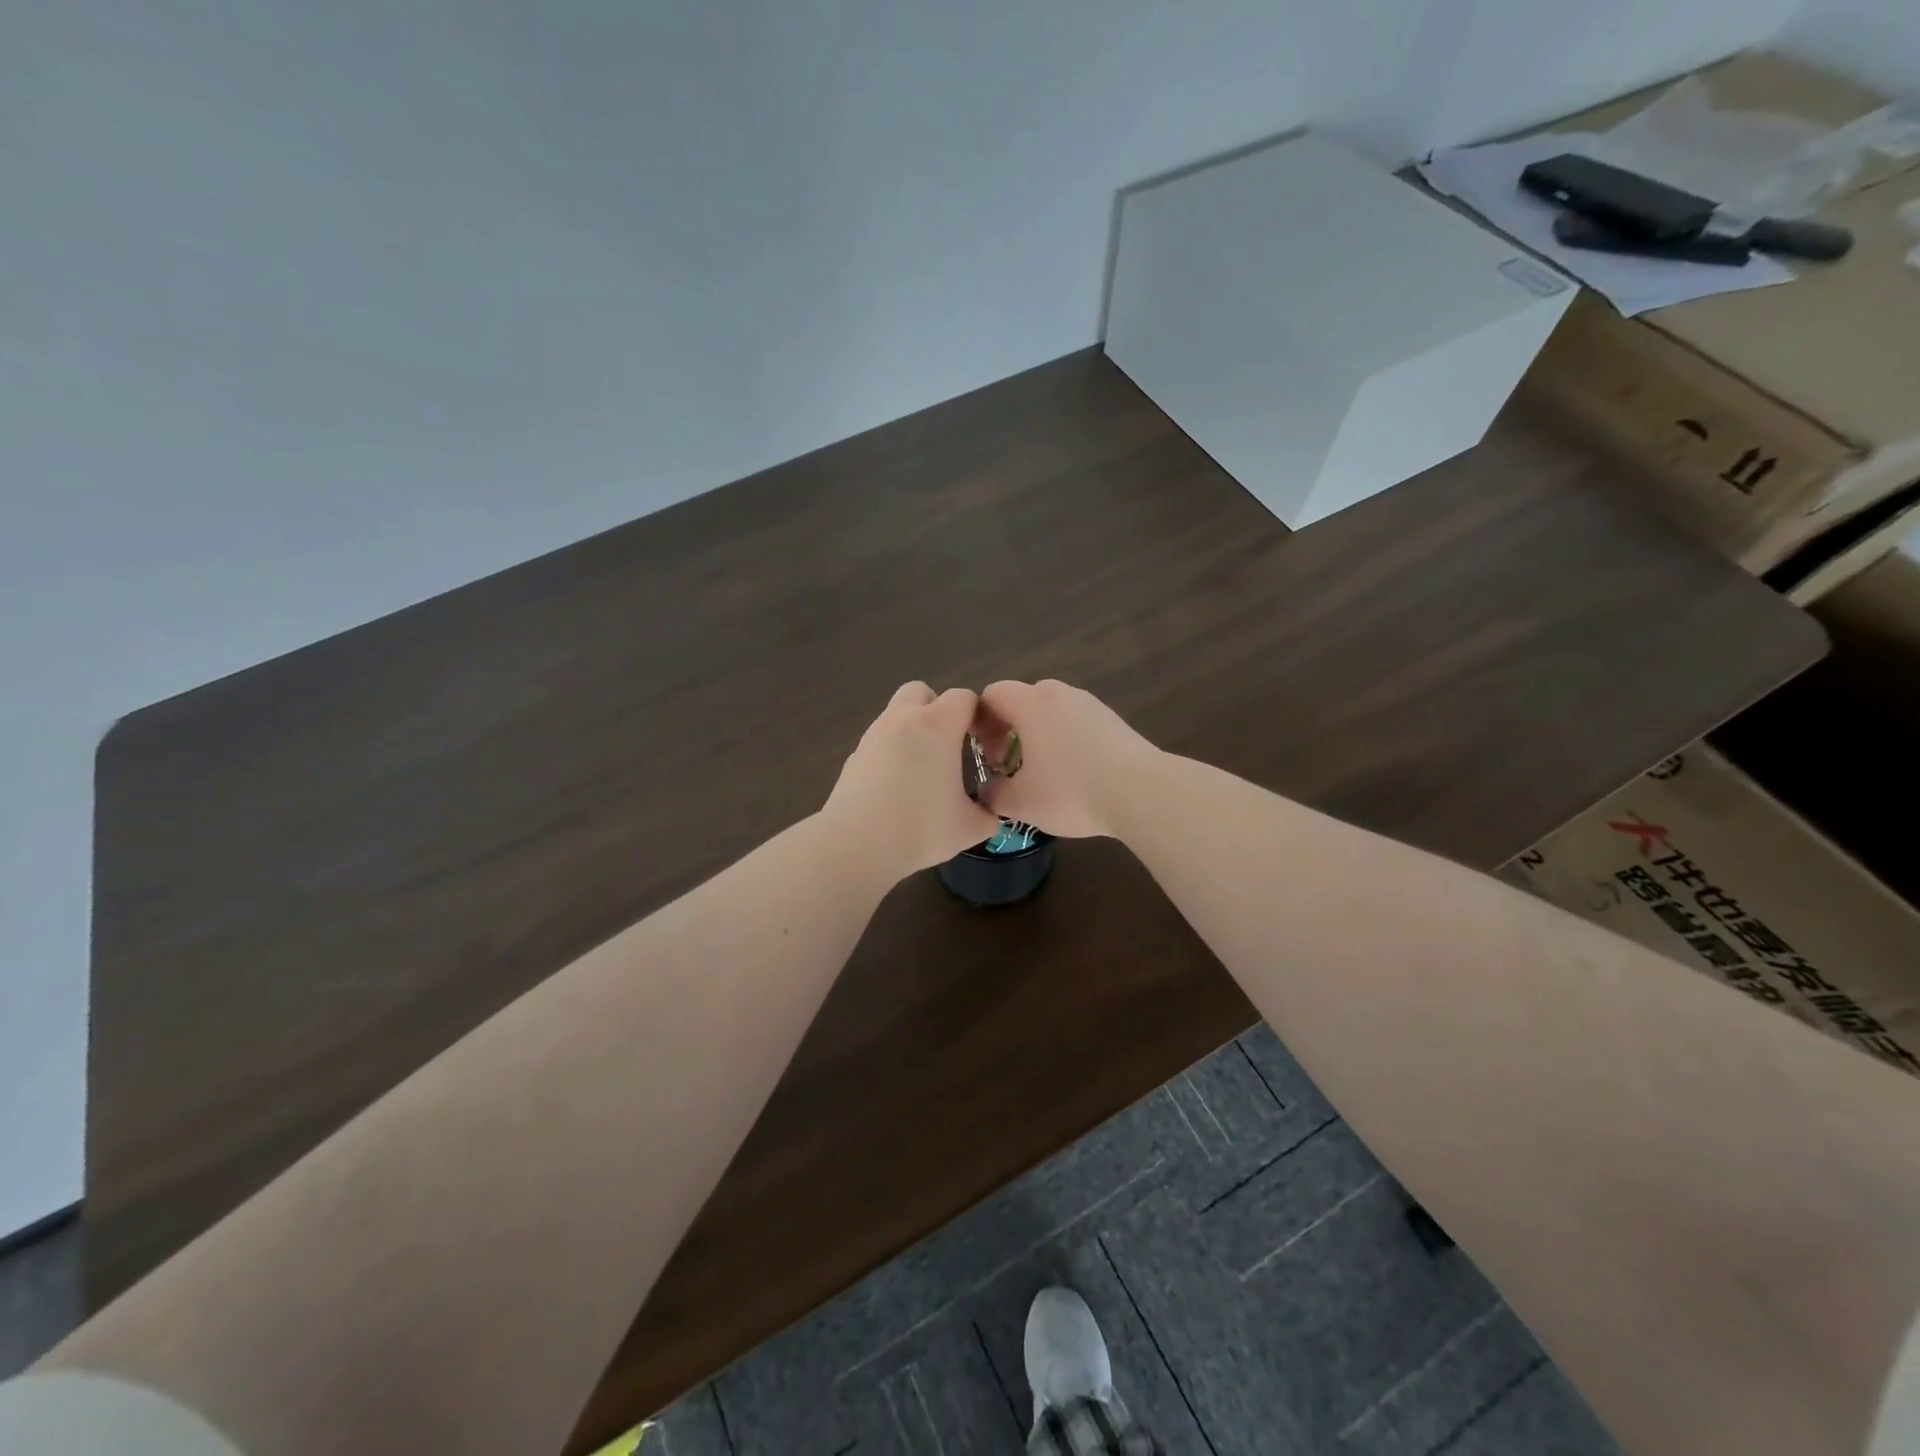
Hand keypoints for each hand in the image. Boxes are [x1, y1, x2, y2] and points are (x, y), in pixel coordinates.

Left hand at [822, 683, 1000, 879]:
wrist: (857, 845)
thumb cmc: (921, 829)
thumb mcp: (970, 828)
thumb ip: (988, 815)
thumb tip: (989, 814)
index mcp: (937, 725)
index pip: (964, 698)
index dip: (977, 715)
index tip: (983, 742)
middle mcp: (903, 719)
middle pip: (921, 691)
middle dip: (937, 709)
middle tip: (947, 745)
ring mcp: (873, 735)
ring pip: (895, 715)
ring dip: (911, 731)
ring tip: (921, 772)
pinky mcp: (853, 757)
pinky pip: (878, 742)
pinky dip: (890, 754)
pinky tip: (895, 788)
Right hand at [976, 680, 1159, 839]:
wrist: (1142, 792)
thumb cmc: (1071, 792)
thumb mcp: (1020, 803)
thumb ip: (994, 794)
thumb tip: (988, 791)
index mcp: (1030, 704)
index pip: (992, 694)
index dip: (978, 721)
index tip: (982, 754)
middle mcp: (1059, 694)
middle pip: (1022, 701)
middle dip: (1008, 730)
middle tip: (1008, 765)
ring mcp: (1090, 704)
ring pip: (1051, 712)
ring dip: (1038, 736)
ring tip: (1042, 773)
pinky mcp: (1114, 720)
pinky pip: (1076, 723)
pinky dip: (1065, 741)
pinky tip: (1074, 775)